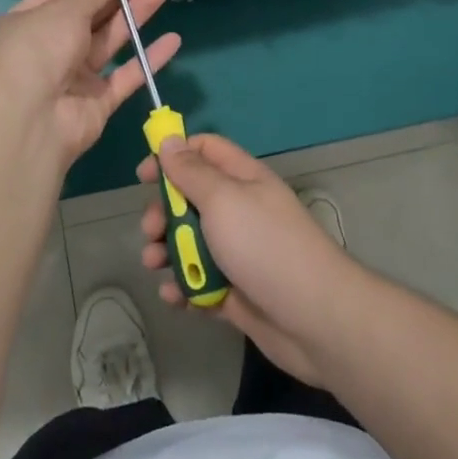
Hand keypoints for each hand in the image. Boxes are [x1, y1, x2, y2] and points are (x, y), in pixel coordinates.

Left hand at [0, 0, 180, 168]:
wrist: (28, 121)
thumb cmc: (38, 51)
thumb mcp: (63, 11)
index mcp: (31, 22)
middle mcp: (50, 47)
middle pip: (92, 15)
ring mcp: (74, 77)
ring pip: (110, 41)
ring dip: (135, 17)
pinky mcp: (96, 103)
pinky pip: (126, 75)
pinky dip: (148, 58)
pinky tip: (172, 40)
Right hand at [138, 134, 361, 386]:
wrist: (314, 318)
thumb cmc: (264, 245)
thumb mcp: (223, 199)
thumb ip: (191, 172)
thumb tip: (169, 140)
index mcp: (242, 179)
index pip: (204, 150)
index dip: (173, 156)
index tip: (144, 176)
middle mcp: (240, 210)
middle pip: (191, 199)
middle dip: (164, 212)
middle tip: (150, 230)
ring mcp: (239, 253)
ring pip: (192, 243)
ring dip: (167, 252)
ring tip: (154, 265)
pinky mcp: (236, 292)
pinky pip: (200, 283)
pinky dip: (184, 288)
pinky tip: (174, 297)